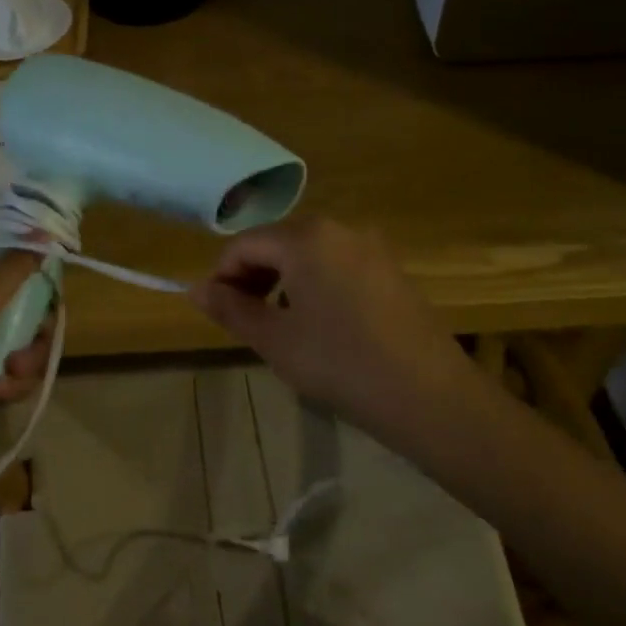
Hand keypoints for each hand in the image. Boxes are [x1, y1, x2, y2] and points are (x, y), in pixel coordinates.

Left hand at [0, 252, 55, 459]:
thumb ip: (12, 270)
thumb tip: (41, 238)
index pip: (8, 271)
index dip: (33, 284)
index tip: (49, 302)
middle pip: (23, 313)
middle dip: (33, 334)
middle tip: (25, 352)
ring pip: (22, 347)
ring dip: (24, 364)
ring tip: (7, 380)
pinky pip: (12, 376)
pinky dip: (11, 386)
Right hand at [188, 217, 485, 438]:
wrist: (431, 396)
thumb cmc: (340, 364)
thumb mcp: (275, 339)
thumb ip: (230, 308)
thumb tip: (194, 289)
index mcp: (306, 237)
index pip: (244, 244)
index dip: (222, 276)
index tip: (216, 313)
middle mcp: (339, 229)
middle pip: (277, 243)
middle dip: (253, 277)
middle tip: (245, 321)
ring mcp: (371, 248)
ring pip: (308, 255)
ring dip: (283, 282)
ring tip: (280, 326)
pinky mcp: (392, 270)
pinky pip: (338, 266)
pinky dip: (316, 286)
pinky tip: (322, 326)